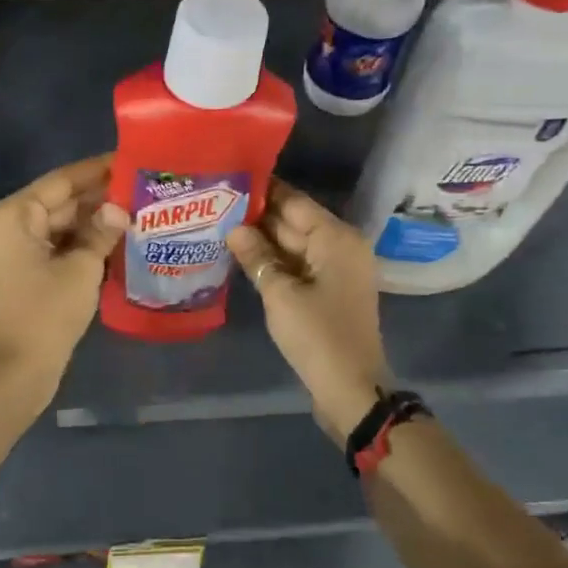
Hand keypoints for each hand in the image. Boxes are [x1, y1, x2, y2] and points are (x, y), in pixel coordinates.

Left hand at [0, 154, 128, 400]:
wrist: (18, 370)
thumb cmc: (47, 313)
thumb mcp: (82, 268)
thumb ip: (101, 231)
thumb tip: (119, 208)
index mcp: (14, 215)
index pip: (61, 180)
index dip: (97, 170)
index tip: (129, 159)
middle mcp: (8, 224)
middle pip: (59, 200)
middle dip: (99, 197)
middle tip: (141, 186)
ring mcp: (14, 248)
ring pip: (60, 224)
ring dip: (93, 220)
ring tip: (136, 208)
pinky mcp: (23, 270)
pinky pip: (56, 244)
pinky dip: (82, 241)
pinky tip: (115, 237)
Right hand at [228, 180, 390, 443]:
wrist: (351, 388)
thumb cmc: (317, 335)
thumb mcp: (280, 294)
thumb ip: (256, 256)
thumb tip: (234, 228)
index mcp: (336, 238)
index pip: (294, 201)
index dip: (262, 191)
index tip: (229, 179)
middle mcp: (341, 246)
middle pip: (295, 222)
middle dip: (258, 216)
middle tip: (217, 204)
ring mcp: (337, 270)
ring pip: (295, 245)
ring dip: (263, 239)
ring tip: (221, 225)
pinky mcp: (329, 291)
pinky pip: (298, 265)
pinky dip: (274, 261)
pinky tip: (243, 257)